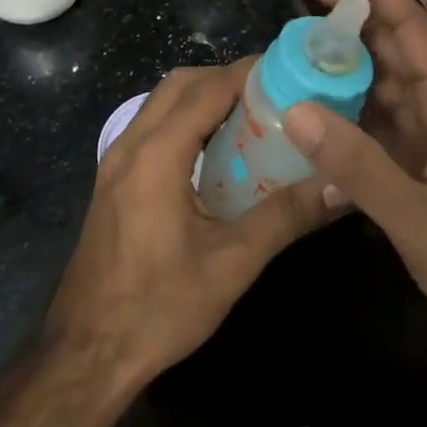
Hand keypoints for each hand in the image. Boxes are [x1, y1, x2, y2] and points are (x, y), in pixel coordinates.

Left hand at [44, 61, 331, 387]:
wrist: (86, 354)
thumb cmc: (158, 308)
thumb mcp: (231, 264)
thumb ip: (286, 216)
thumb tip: (340, 186)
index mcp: (157, 154)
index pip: (208, 88)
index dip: (249, 72)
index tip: (290, 71)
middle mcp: (131, 143)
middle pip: (181, 84)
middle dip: (226, 78)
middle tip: (273, 94)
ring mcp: (116, 161)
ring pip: (162, 102)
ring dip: (204, 96)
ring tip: (250, 116)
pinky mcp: (113, 180)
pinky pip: (152, 126)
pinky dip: (185, 118)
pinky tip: (215, 151)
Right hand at [287, 0, 426, 374]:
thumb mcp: (418, 218)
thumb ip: (357, 165)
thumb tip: (294, 108)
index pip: (409, 25)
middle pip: (391, 39)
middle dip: (350, 4)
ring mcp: (425, 134)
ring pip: (378, 75)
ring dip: (342, 50)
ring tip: (295, 29)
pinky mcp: (412, 161)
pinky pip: (371, 115)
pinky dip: (341, 99)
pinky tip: (309, 96)